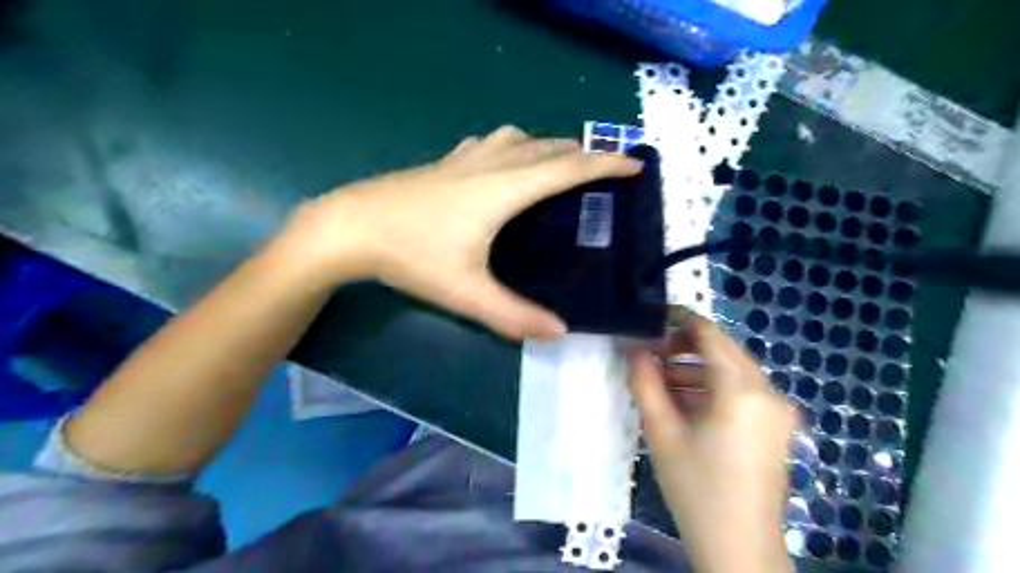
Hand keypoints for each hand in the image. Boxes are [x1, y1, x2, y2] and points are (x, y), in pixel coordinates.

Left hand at [274, 124, 639, 340]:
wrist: (349, 226)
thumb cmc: (411, 255)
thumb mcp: (466, 292)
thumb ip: (513, 315)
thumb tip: (558, 332)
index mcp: (505, 189)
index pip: (568, 169)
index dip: (605, 165)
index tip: (633, 164)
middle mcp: (491, 164)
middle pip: (548, 147)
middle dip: (581, 153)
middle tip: (602, 171)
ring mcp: (464, 158)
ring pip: (518, 138)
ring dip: (547, 145)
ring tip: (559, 164)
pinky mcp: (444, 161)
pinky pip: (491, 142)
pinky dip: (513, 145)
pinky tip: (505, 162)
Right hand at [630, 314, 795, 571]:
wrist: (739, 548)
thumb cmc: (697, 488)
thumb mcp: (662, 432)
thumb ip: (644, 382)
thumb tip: (631, 346)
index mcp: (743, 390)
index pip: (711, 334)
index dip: (680, 319)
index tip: (651, 317)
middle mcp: (768, 392)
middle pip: (723, 350)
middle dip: (684, 346)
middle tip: (649, 353)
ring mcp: (777, 410)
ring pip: (732, 371)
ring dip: (696, 369)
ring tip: (659, 380)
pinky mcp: (776, 426)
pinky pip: (741, 391)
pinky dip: (712, 388)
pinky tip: (684, 401)